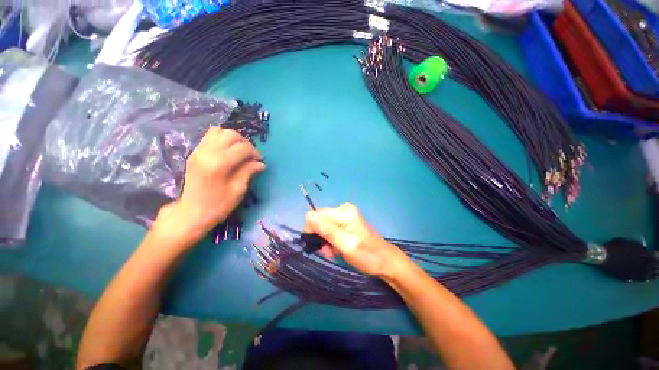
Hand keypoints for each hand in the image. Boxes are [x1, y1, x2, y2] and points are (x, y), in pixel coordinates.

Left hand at [151, 128, 264, 245]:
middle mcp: (207, 153)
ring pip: (219, 131)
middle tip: (250, 155)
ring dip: (232, 139)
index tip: (259, 161)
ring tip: (239, 151)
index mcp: (219, 164)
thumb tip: (261, 163)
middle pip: (230, 134)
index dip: (254, 152)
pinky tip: (227, 152)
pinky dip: (222, 140)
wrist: (191, 213)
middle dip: (244, 142)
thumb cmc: (218, 205)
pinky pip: (210, 137)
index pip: (242, 147)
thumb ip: (248, 171)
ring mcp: (198, 151)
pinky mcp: (194, 153)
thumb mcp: (238, 190)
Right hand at [305, 203, 408, 276]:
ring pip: (323, 226)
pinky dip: (330, 240)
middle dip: (320, 236)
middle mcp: (343, 209)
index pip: (315, 215)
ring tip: (333, 252)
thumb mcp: (347, 245)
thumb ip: (328, 231)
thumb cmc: (367, 255)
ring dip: (325, 240)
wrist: (385, 261)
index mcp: (344, 212)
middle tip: (328, 251)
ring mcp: (345, 215)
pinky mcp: (346, 222)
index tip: (318, 245)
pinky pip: (330, 229)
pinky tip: (336, 249)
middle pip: (319, 220)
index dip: (312, 230)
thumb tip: (309, 216)